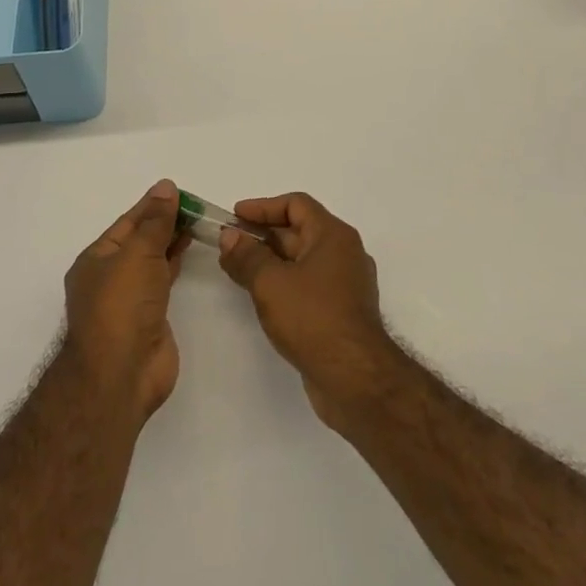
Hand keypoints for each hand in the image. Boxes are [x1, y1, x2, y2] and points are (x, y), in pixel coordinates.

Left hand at [62, 180, 189, 422]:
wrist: (121, 374)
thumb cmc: (122, 306)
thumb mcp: (138, 254)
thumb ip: (156, 221)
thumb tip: (165, 187)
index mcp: (97, 259)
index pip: (128, 222)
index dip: (153, 205)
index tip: (178, 191)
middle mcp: (110, 276)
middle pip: (140, 240)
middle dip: (164, 222)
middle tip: (195, 205)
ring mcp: (129, 299)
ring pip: (152, 260)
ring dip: (171, 241)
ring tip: (197, 222)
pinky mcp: (149, 318)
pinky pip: (162, 281)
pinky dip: (175, 264)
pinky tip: (188, 251)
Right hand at [218, 192, 400, 428]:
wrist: (356, 380)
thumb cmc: (313, 319)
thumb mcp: (270, 283)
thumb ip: (247, 256)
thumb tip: (230, 236)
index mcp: (333, 235)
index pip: (296, 205)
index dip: (263, 207)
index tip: (235, 216)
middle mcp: (344, 253)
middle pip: (299, 231)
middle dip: (262, 235)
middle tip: (229, 244)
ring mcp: (345, 285)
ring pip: (302, 261)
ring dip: (270, 261)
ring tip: (238, 269)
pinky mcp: (341, 313)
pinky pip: (308, 285)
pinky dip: (283, 283)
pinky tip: (261, 297)